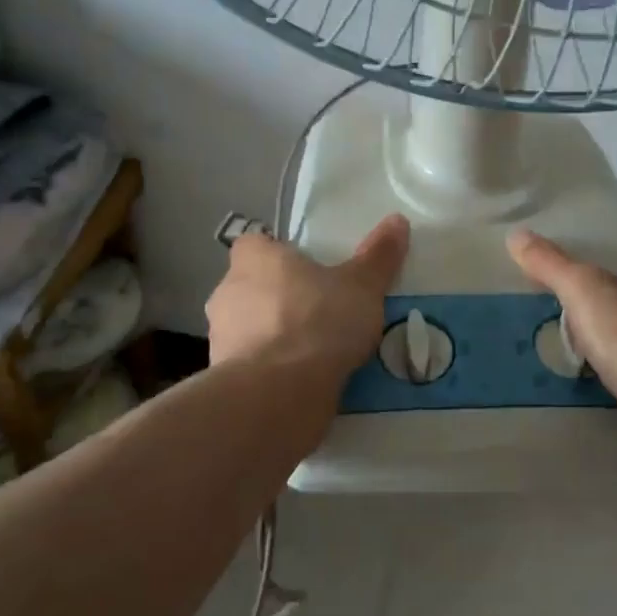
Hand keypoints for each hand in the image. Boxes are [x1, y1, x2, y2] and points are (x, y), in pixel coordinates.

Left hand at [206, 215, 409, 384]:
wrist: (277, 395)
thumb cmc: (318, 322)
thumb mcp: (362, 286)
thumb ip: (378, 255)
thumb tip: (397, 220)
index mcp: (255, 258)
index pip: (255, 244)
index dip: (278, 255)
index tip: (306, 270)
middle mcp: (228, 291)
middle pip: (252, 286)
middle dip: (279, 298)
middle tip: (319, 310)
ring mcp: (219, 337)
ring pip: (249, 327)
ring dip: (273, 336)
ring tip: (314, 352)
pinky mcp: (223, 378)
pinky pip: (250, 366)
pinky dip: (269, 370)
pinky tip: (300, 382)